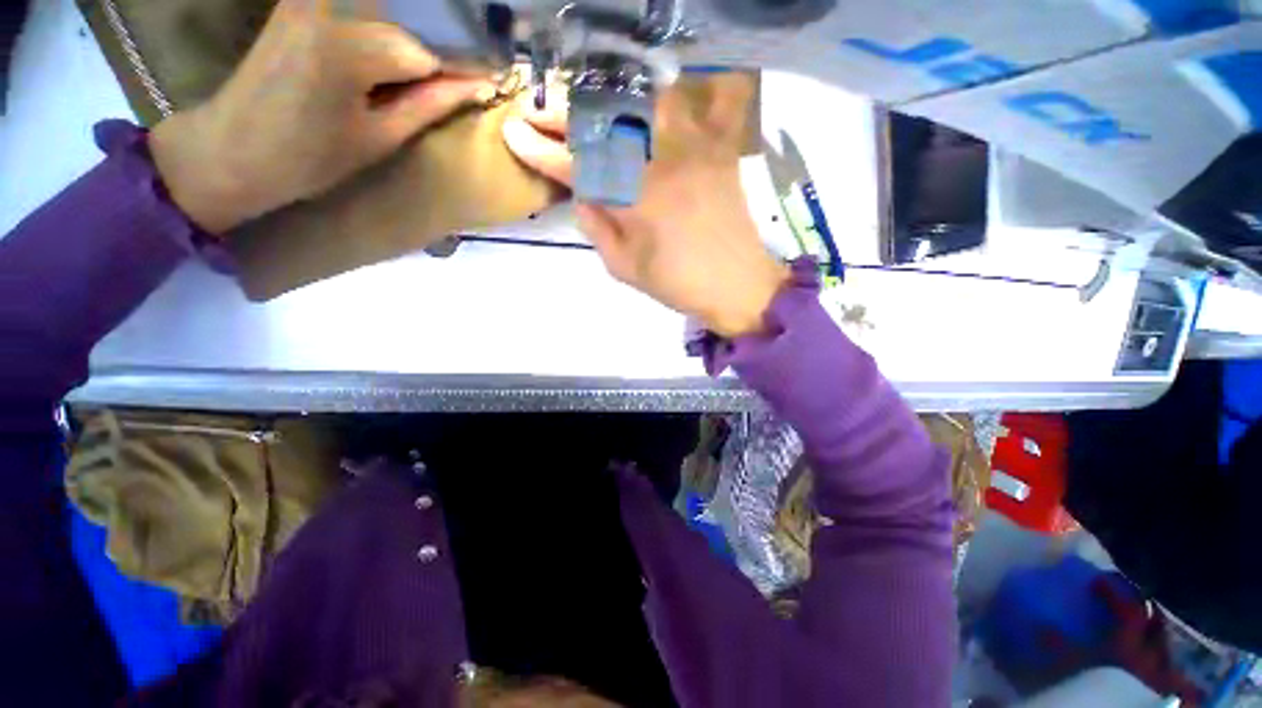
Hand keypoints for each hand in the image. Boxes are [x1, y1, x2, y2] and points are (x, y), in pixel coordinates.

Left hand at [149, 0, 494, 233]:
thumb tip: (478, 87)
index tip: (484, 87)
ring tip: (413, 83)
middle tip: (454, 87)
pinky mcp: (301, 1)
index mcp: (349, 48)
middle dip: (432, 58)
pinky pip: (360, 12)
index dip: (457, 73)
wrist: (232, 148)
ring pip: (387, 17)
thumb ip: (430, 105)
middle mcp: (330, 7)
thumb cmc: (308, 158)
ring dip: (408, 46)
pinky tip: (385, 64)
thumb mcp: (380, 138)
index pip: (426, 53)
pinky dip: (382, 34)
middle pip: (406, 29)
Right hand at [503, 76, 788, 337]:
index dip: (541, 149)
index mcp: (634, 200)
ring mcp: (690, 151)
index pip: (577, 164)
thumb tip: (581, 195)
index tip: (515, 135)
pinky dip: (659, 100)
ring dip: (605, 100)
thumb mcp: (625, 268)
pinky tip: (641, 104)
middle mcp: (659, 164)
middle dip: (563, 113)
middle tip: (538, 109)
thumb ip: (597, 229)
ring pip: (640, 104)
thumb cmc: (678, 285)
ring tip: (584, 106)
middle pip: (604, 123)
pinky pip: (687, 109)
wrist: (737, 284)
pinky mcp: (714, 150)